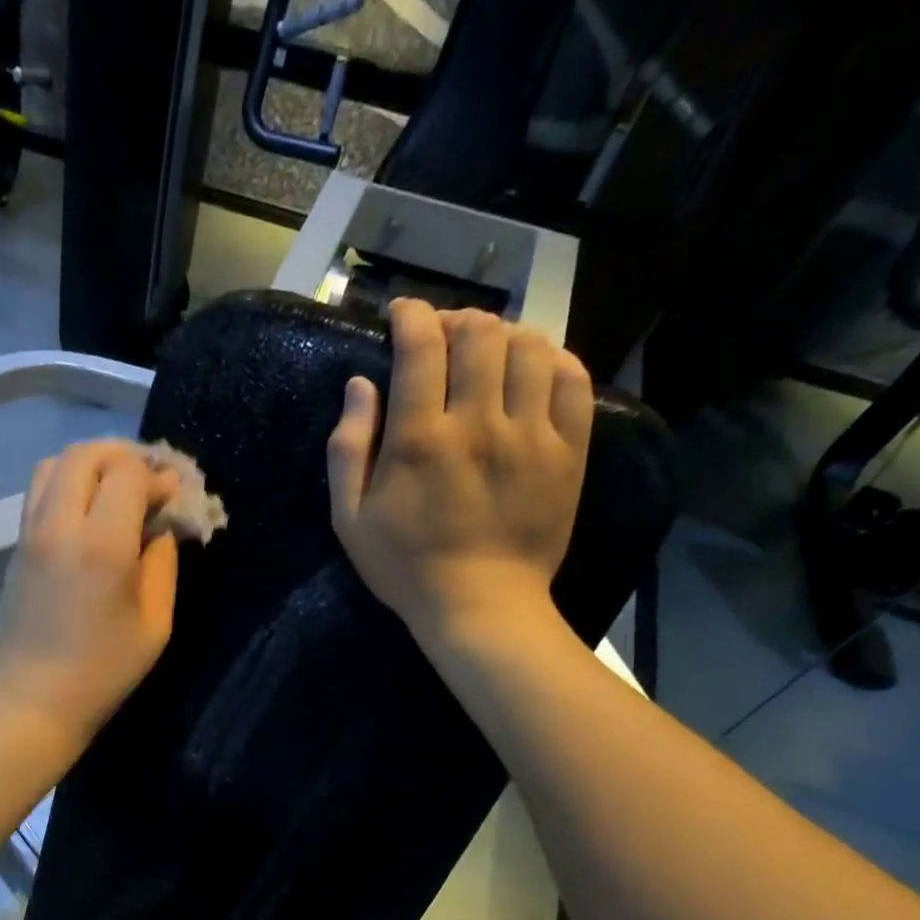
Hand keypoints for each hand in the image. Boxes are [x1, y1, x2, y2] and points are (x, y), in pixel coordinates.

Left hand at [0, 439, 180, 751]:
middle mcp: (59, 525)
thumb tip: (162, 527)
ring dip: (91, 464)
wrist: (30, 701)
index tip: (175, 500)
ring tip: (117, 489)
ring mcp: (29, 533)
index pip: (129, 473)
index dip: (159, 477)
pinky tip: (90, 512)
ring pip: (54, 465)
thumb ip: (163, 563)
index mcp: (101, 544)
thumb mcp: (154, 623)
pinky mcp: (16, 547)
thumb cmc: (102, 672)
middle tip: (150, 480)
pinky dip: (68, 483)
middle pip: (86, 454)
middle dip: (124, 456)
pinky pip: (39, 492)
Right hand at [327, 300, 593, 646]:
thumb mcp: (349, 519)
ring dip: (503, 335)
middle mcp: (478, 423)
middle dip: (457, 320)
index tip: (402, 314)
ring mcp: (530, 434)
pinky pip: (572, 379)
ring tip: (488, 351)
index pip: (421, 347)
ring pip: (528, 347)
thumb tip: (360, 385)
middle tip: (443, 335)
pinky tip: (533, 369)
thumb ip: (347, 449)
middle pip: (479, 334)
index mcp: (420, 439)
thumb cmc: (405, 566)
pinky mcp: (567, 450)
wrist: (481, 605)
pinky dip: (552, 359)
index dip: (411, 316)